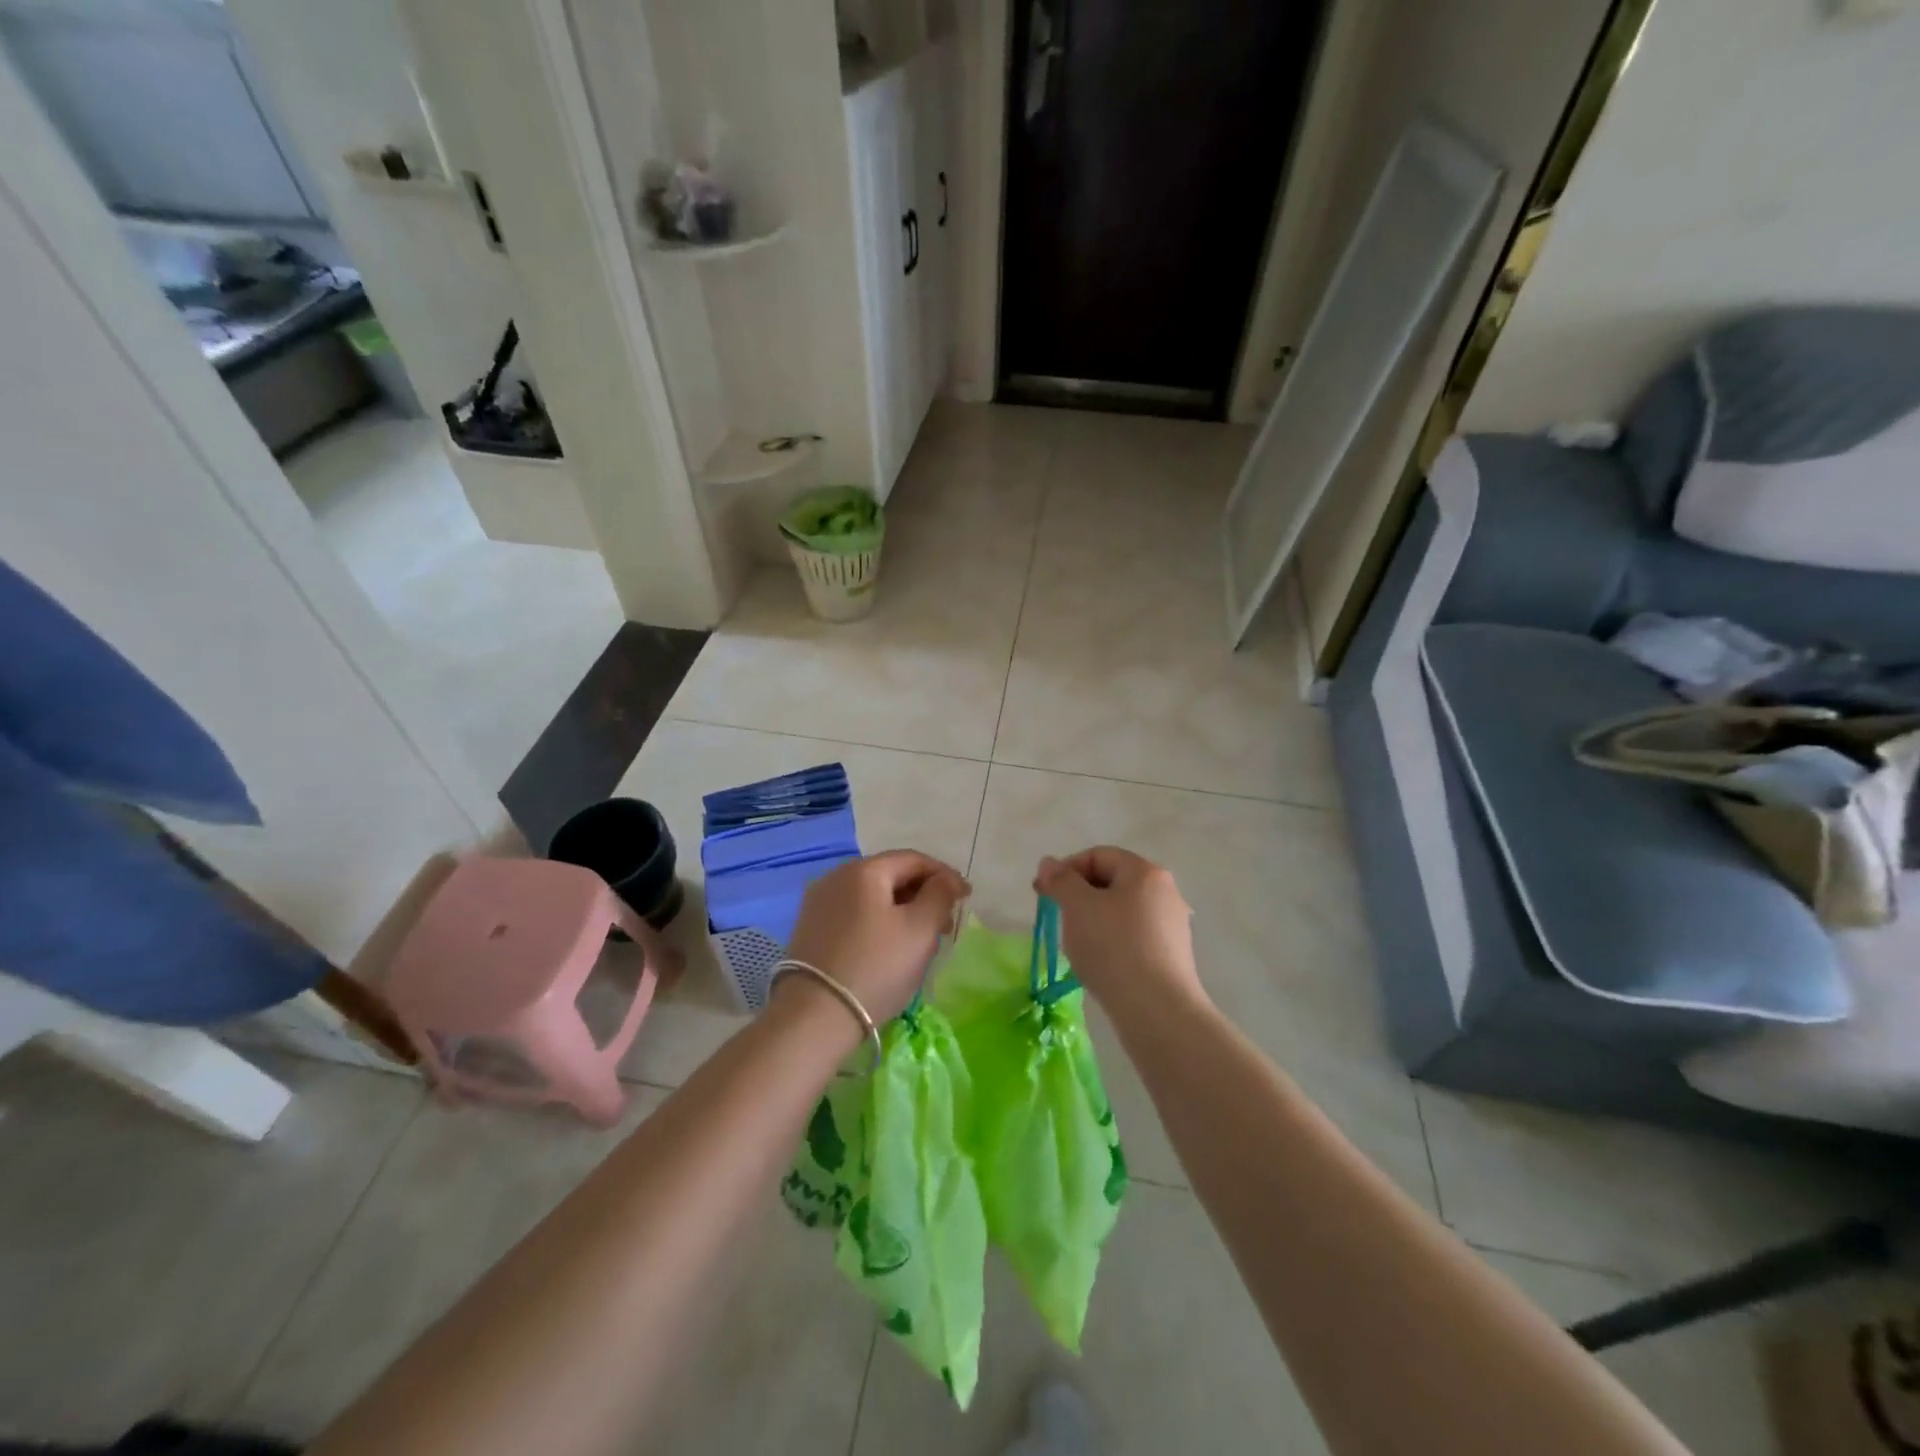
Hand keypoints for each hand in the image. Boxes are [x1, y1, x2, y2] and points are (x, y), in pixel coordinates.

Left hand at [782, 850, 969, 1024]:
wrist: (814, 1017)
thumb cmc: (876, 967)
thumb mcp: (920, 929)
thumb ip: (940, 895)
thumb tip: (945, 880)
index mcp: (864, 870)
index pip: (914, 860)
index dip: (945, 875)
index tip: (966, 898)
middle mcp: (836, 877)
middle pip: (891, 875)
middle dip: (924, 895)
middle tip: (946, 924)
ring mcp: (819, 903)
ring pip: (873, 897)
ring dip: (902, 911)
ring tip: (922, 940)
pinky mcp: (810, 929)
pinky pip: (855, 914)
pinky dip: (879, 923)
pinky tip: (890, 948)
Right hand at [1034, 847, 1203, 1015]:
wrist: (1157, 1011)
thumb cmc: (1114, 948)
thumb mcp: (1078, 907)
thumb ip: (1060, 880)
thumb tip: (1049, 863)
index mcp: (1145, 872)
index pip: (1098, 855)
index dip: (1066, 869)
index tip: (1043, 893)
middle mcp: (1165, 892)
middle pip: (1112, 881)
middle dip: (1079, 895)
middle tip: (1056, 917)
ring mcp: (1171, 925)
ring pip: (1121, 911)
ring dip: (1093, 920)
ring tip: (1076, 944)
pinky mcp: (1171, 955)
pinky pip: (1133, 936)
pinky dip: (1111, 941)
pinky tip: (1099, 964)